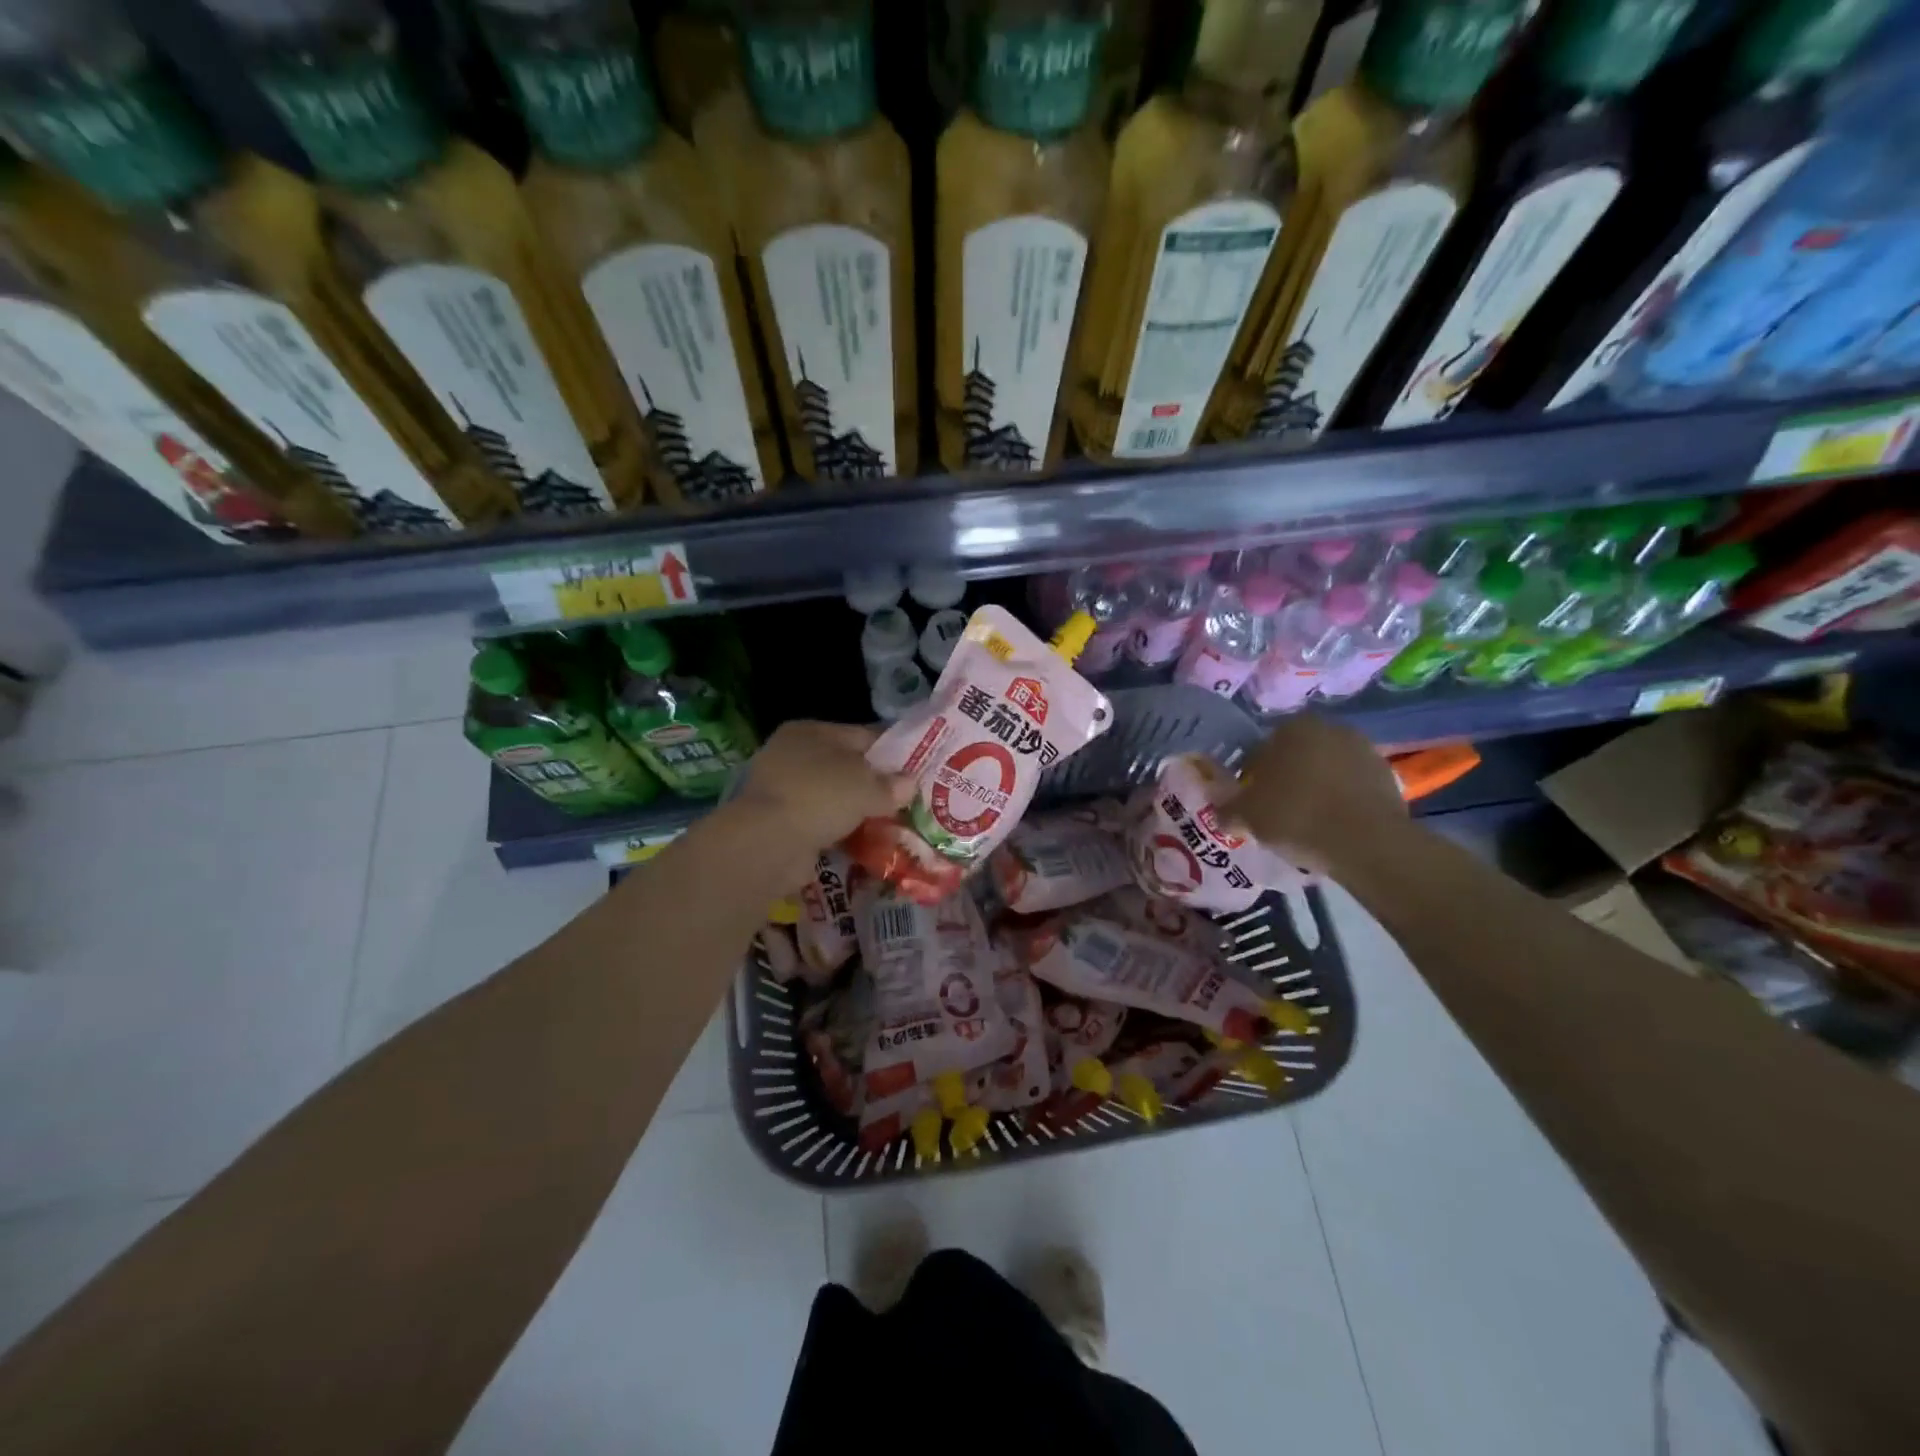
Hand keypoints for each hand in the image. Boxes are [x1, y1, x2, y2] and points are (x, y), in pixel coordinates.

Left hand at [728, 721, 913, 868]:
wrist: (768, 843)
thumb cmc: (820, 796)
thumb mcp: (867, 786)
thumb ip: (891, 785)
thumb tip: (909, 784)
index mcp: (811, 731)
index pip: (862, 735)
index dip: (892, 752)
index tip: (917, 770)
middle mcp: (792, 754)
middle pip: (846, 767)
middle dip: (874, 785)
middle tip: (906, 801)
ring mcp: (783, 790)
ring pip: (833, 797)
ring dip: (857, 811)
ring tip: (890, 824)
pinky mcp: (779, 823)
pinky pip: (820, 823)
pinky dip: (839, 831)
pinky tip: (863, 842)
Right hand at [1225, 714, 1406, 875]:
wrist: (1367, 842)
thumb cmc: (1297, 816)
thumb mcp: (1246, 816)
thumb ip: (1227, 808)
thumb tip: (1221, 810)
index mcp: (1293, 727)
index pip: (1260, 750)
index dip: (1251, 778)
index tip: (1250, 803)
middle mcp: (1330, 728)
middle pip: (1296, 758)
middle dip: (1285, 780)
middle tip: (1276, 812)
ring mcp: (1364, 751)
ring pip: (1325, 771)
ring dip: (1315, 790)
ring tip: (1306, 823)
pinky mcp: (1388, 777)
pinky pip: (1350, 788)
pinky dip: (1340, 802)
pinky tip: (1332, 827)